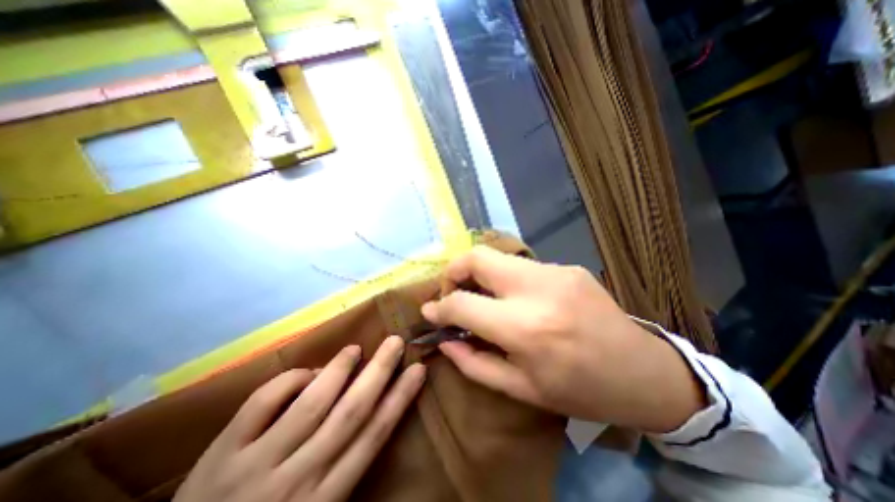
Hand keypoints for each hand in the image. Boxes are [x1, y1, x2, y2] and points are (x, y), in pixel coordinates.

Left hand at [176, 336, 425, 501]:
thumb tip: (365, 413)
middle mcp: (298, 478)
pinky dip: (290, 380)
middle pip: (351, 412)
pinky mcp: (221, 455)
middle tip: (395, 341)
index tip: (418, 370)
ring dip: (338, 369)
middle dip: (379, 372)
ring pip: (312, 403)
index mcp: (325, 497)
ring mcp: (256, 465)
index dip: (400, 399)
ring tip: (356, 349)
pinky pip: (263, 403)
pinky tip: (307, 372)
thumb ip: (343, 468)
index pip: (374, 435)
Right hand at [422, 248, 705, 434]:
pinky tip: (518, 299)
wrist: (643, 373)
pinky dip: (507, 279)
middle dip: (454, 270)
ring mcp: (556, 272)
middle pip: (477, 257)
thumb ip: (473, 363)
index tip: (430, 310)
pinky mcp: (568, 267)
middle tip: (452, 290)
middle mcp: (537, 290)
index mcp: (525, 328)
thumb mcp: (521, 389)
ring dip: (480, 274)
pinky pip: (522, 266)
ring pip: (498, 257)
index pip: (463, 303)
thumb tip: (445, 339)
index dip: (440, 307)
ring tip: (482, 296)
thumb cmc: (579, 390)